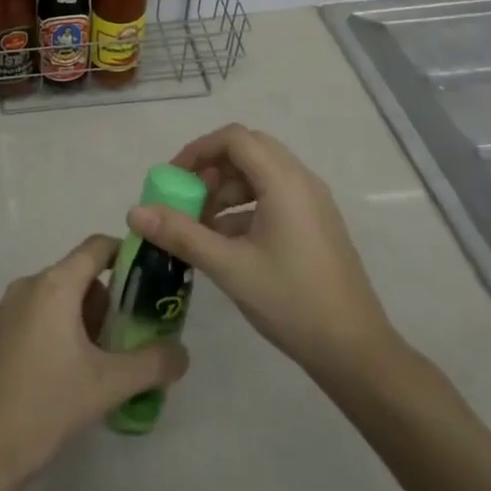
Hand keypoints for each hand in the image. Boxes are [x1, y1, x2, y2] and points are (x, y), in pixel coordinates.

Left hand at [0, 234, 189, 489]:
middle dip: (106, 300)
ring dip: (81, 317)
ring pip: (55, 296)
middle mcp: (27, 285)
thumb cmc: (47, 407)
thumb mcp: (109, 386)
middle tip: (126, 338)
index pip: (97, 247)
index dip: (126, 254)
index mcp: (54, 285)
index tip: (149, 279)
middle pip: (77, 274)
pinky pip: (34, 315)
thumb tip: (182, 353)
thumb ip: (152, 364)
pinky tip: (62, 375)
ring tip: (98, 363)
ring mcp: (4, 309)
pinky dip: (55, 329)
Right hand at [128, 124, 402, 385]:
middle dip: (212, 168)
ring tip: (201, 224)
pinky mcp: (316, 223)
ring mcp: (312, 202)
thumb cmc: (291, 301)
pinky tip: (226, 242)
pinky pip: (274, 195)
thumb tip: (135, 212)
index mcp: (284, 180)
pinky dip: (245, 206)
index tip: (173, 178)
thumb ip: (181, 234)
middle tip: (186, 197)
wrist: (356, 352)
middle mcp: (301, 180)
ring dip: (227, 189)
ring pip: (261, 174)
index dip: (199, 150)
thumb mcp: (229, 267)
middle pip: (248, 150)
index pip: (235, 138)